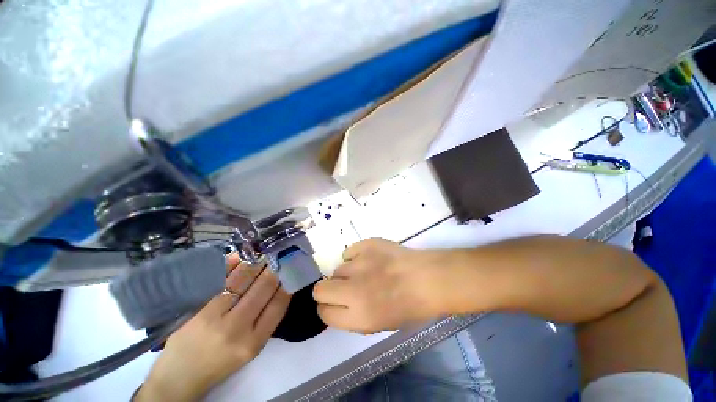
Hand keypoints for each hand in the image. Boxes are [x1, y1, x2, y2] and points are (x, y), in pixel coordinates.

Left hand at [136, 254, 290, 401]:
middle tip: (279, 255)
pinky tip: (241, 256)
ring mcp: (211, 316)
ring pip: (242, 278)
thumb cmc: (222, 362)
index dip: (287, 281)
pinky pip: (218, 277)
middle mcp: (234, 328)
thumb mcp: (253, 348)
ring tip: (263, 252)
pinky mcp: (193, 306)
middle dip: (274, 267)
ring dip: (256, 261)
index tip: (290, 268)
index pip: (278, 303)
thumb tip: (283, 284)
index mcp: (253, 342)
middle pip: (263, 287)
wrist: (179, 375)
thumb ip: (268, 318)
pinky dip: (231, 263)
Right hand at [313, 238, 441, 333]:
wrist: (429, 278)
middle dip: (328, 291)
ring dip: (347, 273)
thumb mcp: (379, 324)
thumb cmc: (409, 307)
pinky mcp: (367, 244)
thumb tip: (336, 304)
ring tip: (366, 272)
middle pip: (320, 289)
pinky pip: (349, 251)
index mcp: (359, 316)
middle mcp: (354, 290)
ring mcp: (360, 263)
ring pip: (337, 269)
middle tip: (345, 288)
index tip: (335, 304)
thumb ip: (352, 317)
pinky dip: (356, 256)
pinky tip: (370, 259)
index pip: (324, 313)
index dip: (328, 308)